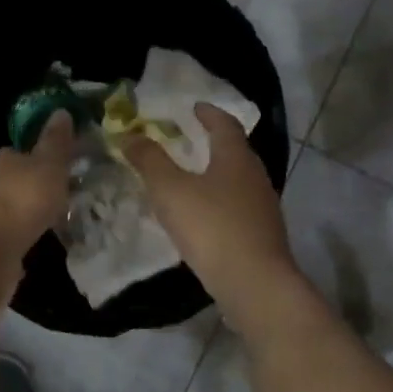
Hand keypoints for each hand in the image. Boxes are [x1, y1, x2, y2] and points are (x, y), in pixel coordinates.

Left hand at [0, 110, 75, 262]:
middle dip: (32, 187)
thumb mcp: (48, 166)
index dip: (38, 157)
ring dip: (25, 215)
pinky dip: (18, 240)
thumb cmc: (20, 199)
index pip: (20, 153)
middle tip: (59, 194)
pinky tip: (31, 245)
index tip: (57, 164)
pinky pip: (6, 239)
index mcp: (5, 162)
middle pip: (13, 182)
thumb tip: (60, 110)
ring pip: (9, 211)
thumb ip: (56, 143)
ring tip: (51, 222)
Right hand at [123, 104, 298, 302]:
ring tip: (192, 177)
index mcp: (236, 158)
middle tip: (188, 139)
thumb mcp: (170, 190)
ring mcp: (263, 208)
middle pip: (236, 151)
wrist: (255, 284)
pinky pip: (238, 207)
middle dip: (213, 142)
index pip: (225, 125)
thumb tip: (129, 135)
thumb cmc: (212, 227)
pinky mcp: (262, 236)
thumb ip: (149, 161)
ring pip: (238, 180)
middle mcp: (255, 177)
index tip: (194, 107)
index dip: (209, 113)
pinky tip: (203, 216)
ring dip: (216, 173)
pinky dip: (220, 202)